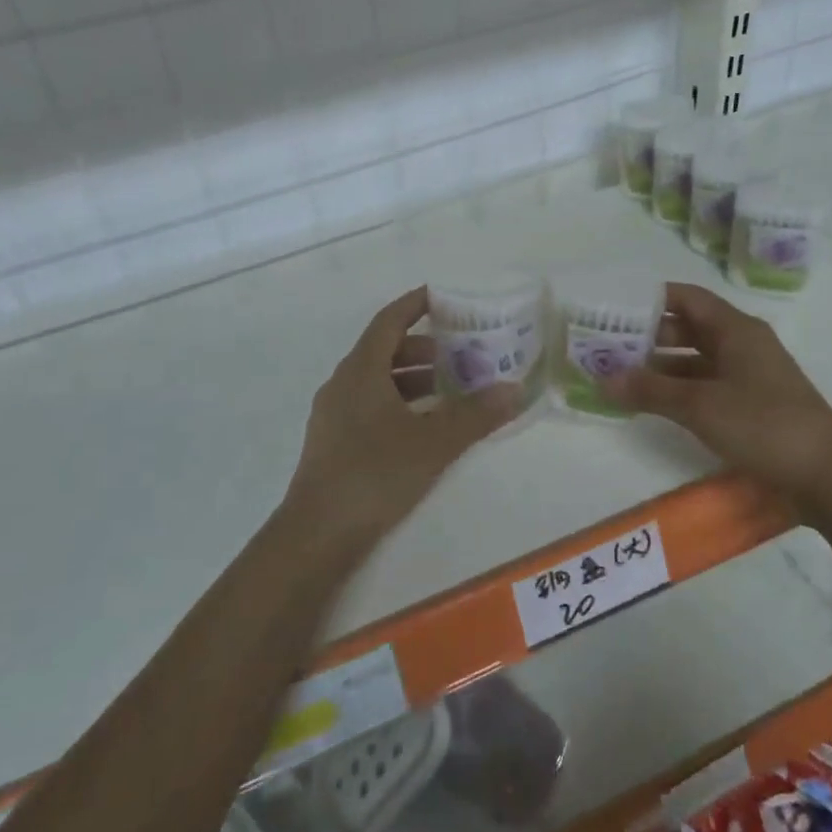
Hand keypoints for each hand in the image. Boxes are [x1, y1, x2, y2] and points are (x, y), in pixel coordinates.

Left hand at [287, 288, 520, 542]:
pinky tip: (424, 427)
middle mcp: (343, 384)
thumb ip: (475, 415)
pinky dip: (400, 404)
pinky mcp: (334, 442)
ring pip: (378, 382)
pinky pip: (371, 406)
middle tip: (462, 354)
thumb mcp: (433, 443)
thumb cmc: (374, 474)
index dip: (415, 305)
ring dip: (414, 380)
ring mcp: (334, 414)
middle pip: (385, 351)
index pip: (389, 321)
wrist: (317, 533)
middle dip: (424, 348)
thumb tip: (514, 389)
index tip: (443, 297)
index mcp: (360, 370)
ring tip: (451, 391)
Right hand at [601, 282, 831, 502]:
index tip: (614, 307)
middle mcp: (742, 344)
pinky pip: (706, 384)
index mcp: (735, 329)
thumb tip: (603, 379)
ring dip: (661, 366)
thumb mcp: (700, 405)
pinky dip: (679, 389)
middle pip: (689, 327)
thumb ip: (650, 390)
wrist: (826, 474)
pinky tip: (653, 402)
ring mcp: (748, 374)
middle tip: (608, 346)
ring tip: (621, 375)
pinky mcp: (751, 403)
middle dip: (648, 335)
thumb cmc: (762, 424)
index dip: (651, 299)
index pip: (687, 298)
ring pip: (695, 359)